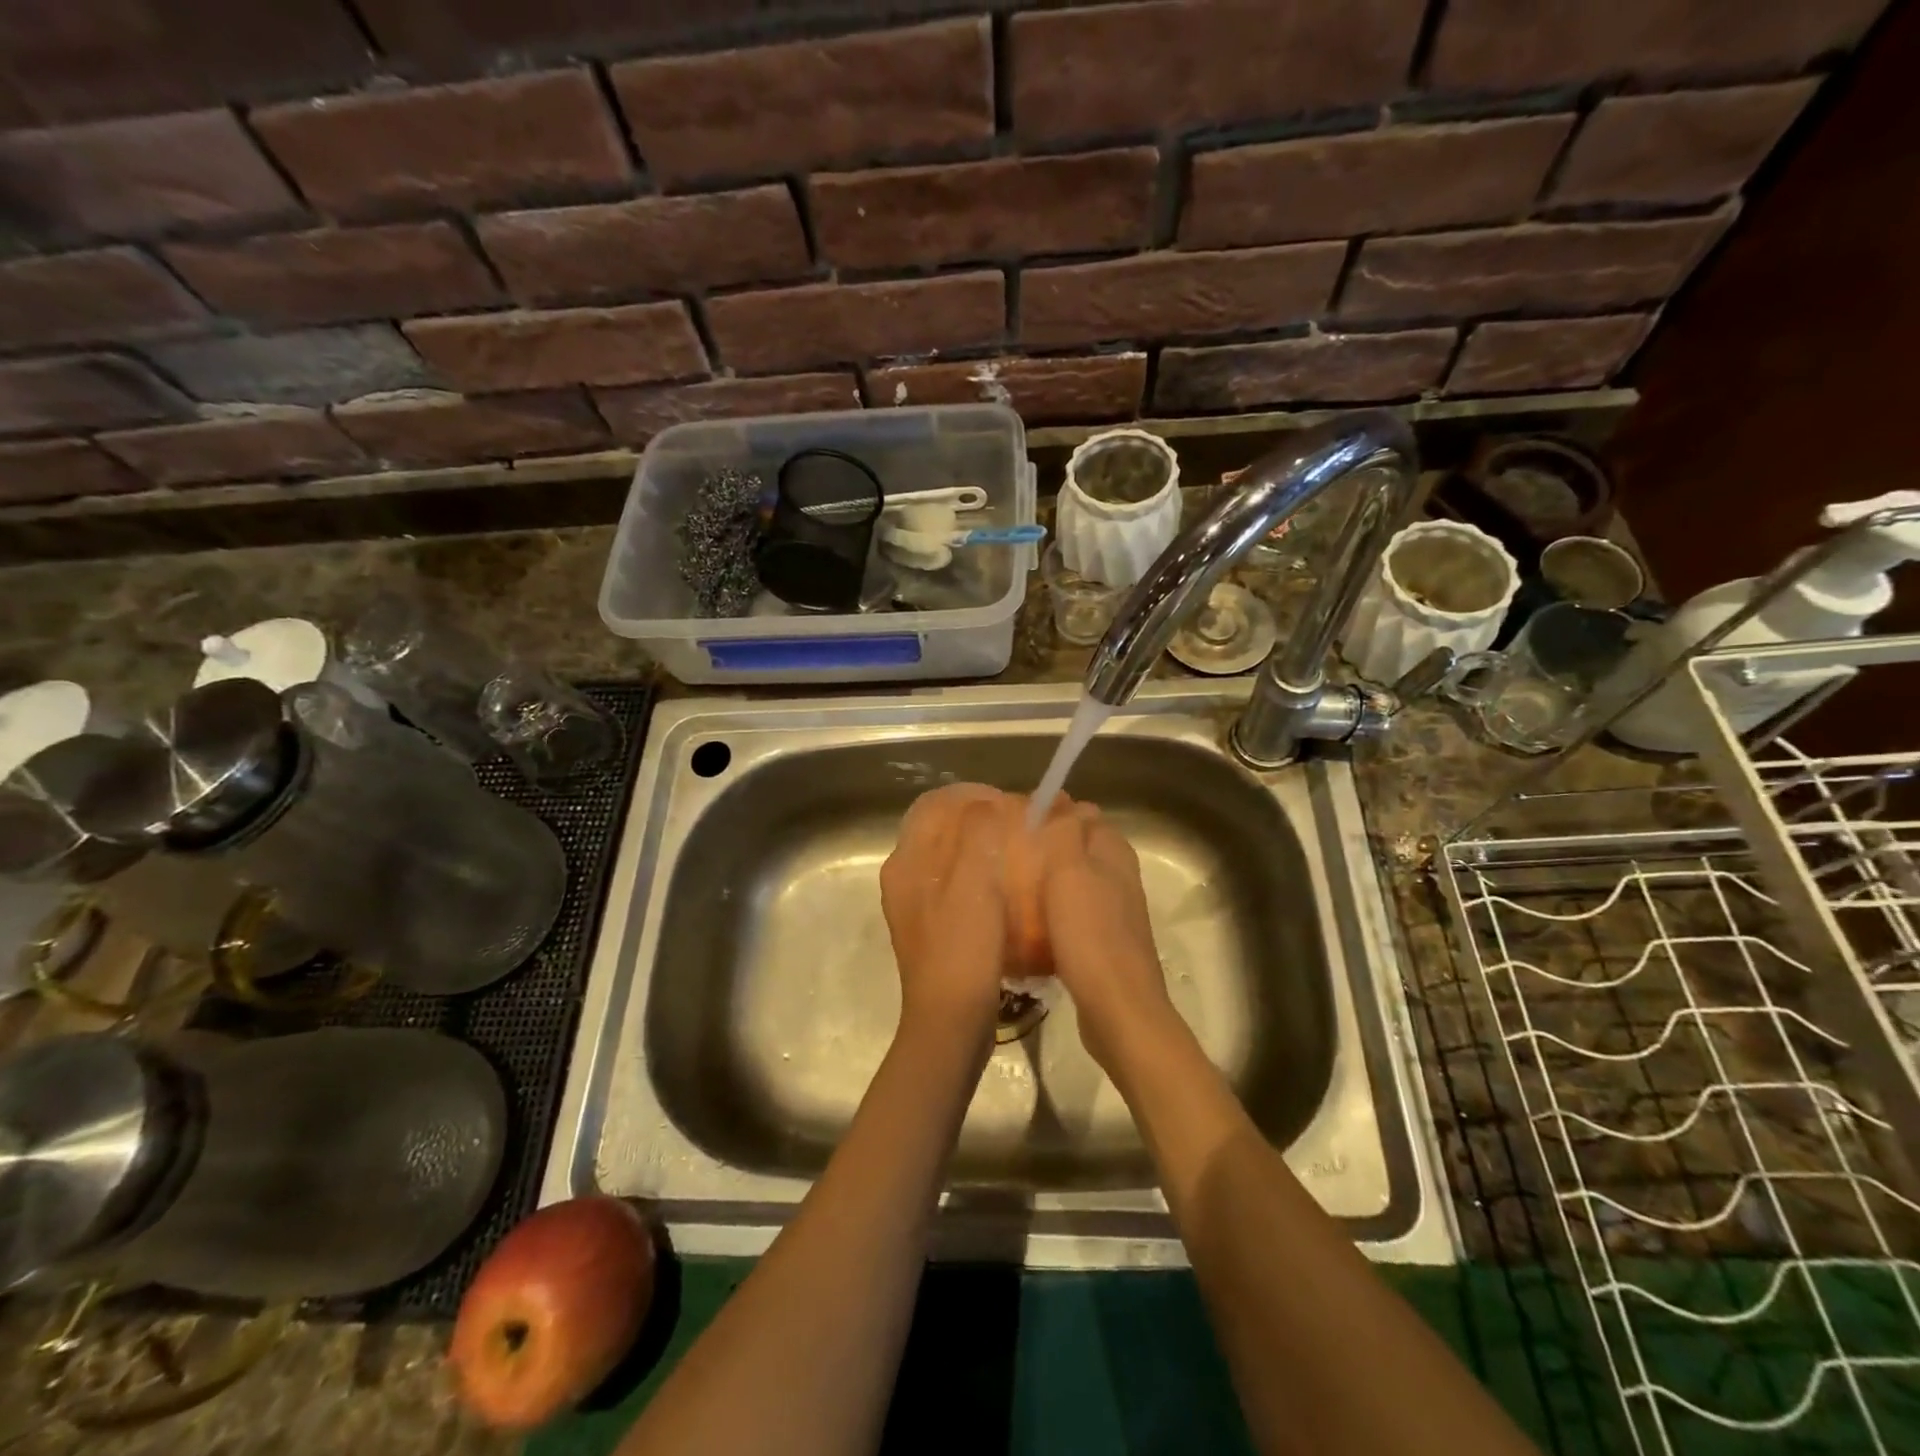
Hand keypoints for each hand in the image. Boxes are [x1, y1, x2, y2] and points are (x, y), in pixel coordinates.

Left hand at [880, 783, 1011, 1044]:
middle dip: (979, 817)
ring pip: (949, 854)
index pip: (934, 804)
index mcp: (907, 861)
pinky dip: (980, 872)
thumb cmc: (962, 949)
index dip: (972, 795)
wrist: (949, 1022)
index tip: (1009, 804)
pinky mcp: (932, 926)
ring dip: (980, 844)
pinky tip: (1007, 886)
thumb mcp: (973, 884)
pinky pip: (955, 882)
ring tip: (1017, 849)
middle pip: (940, 826)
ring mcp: (916, 903)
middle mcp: (904, 876)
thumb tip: (987, 805)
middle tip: (1017, 823)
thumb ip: (977, 835)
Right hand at [1033, 799, 1176, 1072]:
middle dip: (1046, 846)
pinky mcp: (1106, 943)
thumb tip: (1062, 798)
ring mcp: (1115, 912)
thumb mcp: (1070, 872)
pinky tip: (1029, 927)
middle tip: (1007, 854)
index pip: (1083, 814)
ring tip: (1011, 887)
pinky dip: (1053, 914)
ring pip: (1075, 883)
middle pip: (1078, 848)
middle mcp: (1119, 876)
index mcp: (1114, 852)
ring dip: (1048, 882)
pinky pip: (1074, 915)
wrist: (1117, 1008)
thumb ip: (1066, 831)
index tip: (1016, 821)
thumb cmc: (1090, 933)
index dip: (1052, 812)